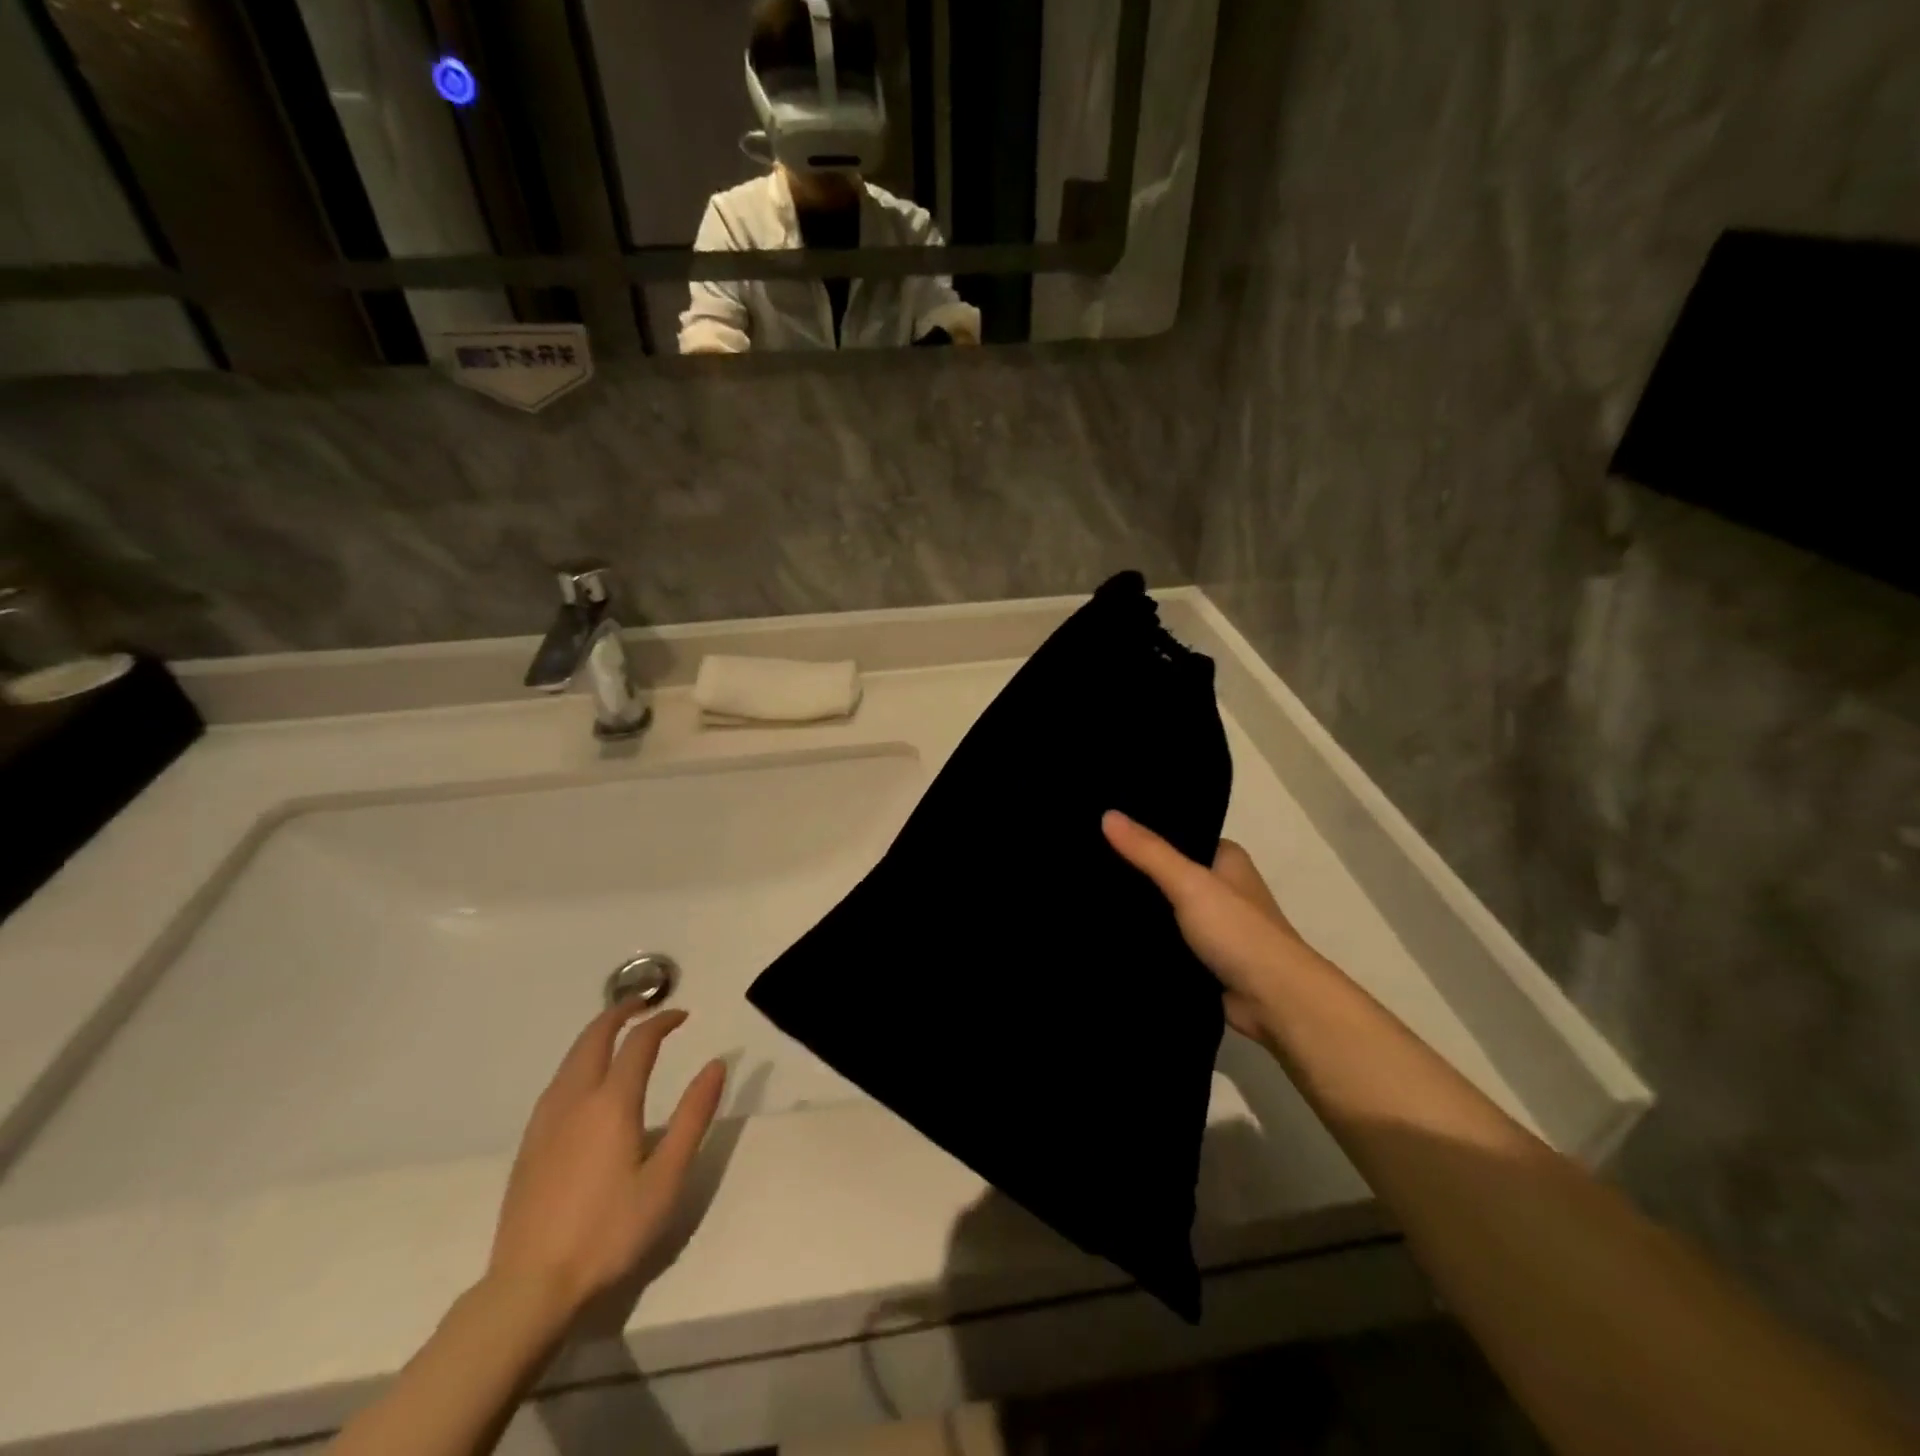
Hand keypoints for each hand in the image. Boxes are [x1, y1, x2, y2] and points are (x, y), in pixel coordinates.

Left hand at [487, 1006, 726, 1322]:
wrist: (530, 1288)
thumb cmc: (610, 1232)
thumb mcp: (666, 1178)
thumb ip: (693, 1116)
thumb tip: (716, 1064)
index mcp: (612, 1103)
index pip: (639, 1042)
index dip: (662, 1021)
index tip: (683, 1016)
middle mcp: (575, 1100)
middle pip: (594, 1037)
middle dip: (620, 1012)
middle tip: (644, 1004)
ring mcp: (546, 1121)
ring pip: (571, 1057)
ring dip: (596, 1034)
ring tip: (618, 1032)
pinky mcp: (530, 1144)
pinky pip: (557, 1082)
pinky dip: (578, 1060)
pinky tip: (585, 1080)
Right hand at [1103, 810, 1316, 1043]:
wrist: (1274, 1002)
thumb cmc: (1238, 931)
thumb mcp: (1189, 882)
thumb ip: (1148, 851)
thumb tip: (1106, 813)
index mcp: (1226, 860)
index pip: (1179, 835)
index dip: (1144, 833)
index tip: (1101, 827)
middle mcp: (1221, 889)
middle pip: (1168, 873)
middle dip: (1134, 873)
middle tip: (1084, 861)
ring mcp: (1212, 926)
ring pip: (1163, 910)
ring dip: (1136, 910)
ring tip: (1086, 893)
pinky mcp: (1202, 960)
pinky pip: (1164, 942)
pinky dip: (1143, 939)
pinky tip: (1106, 932)